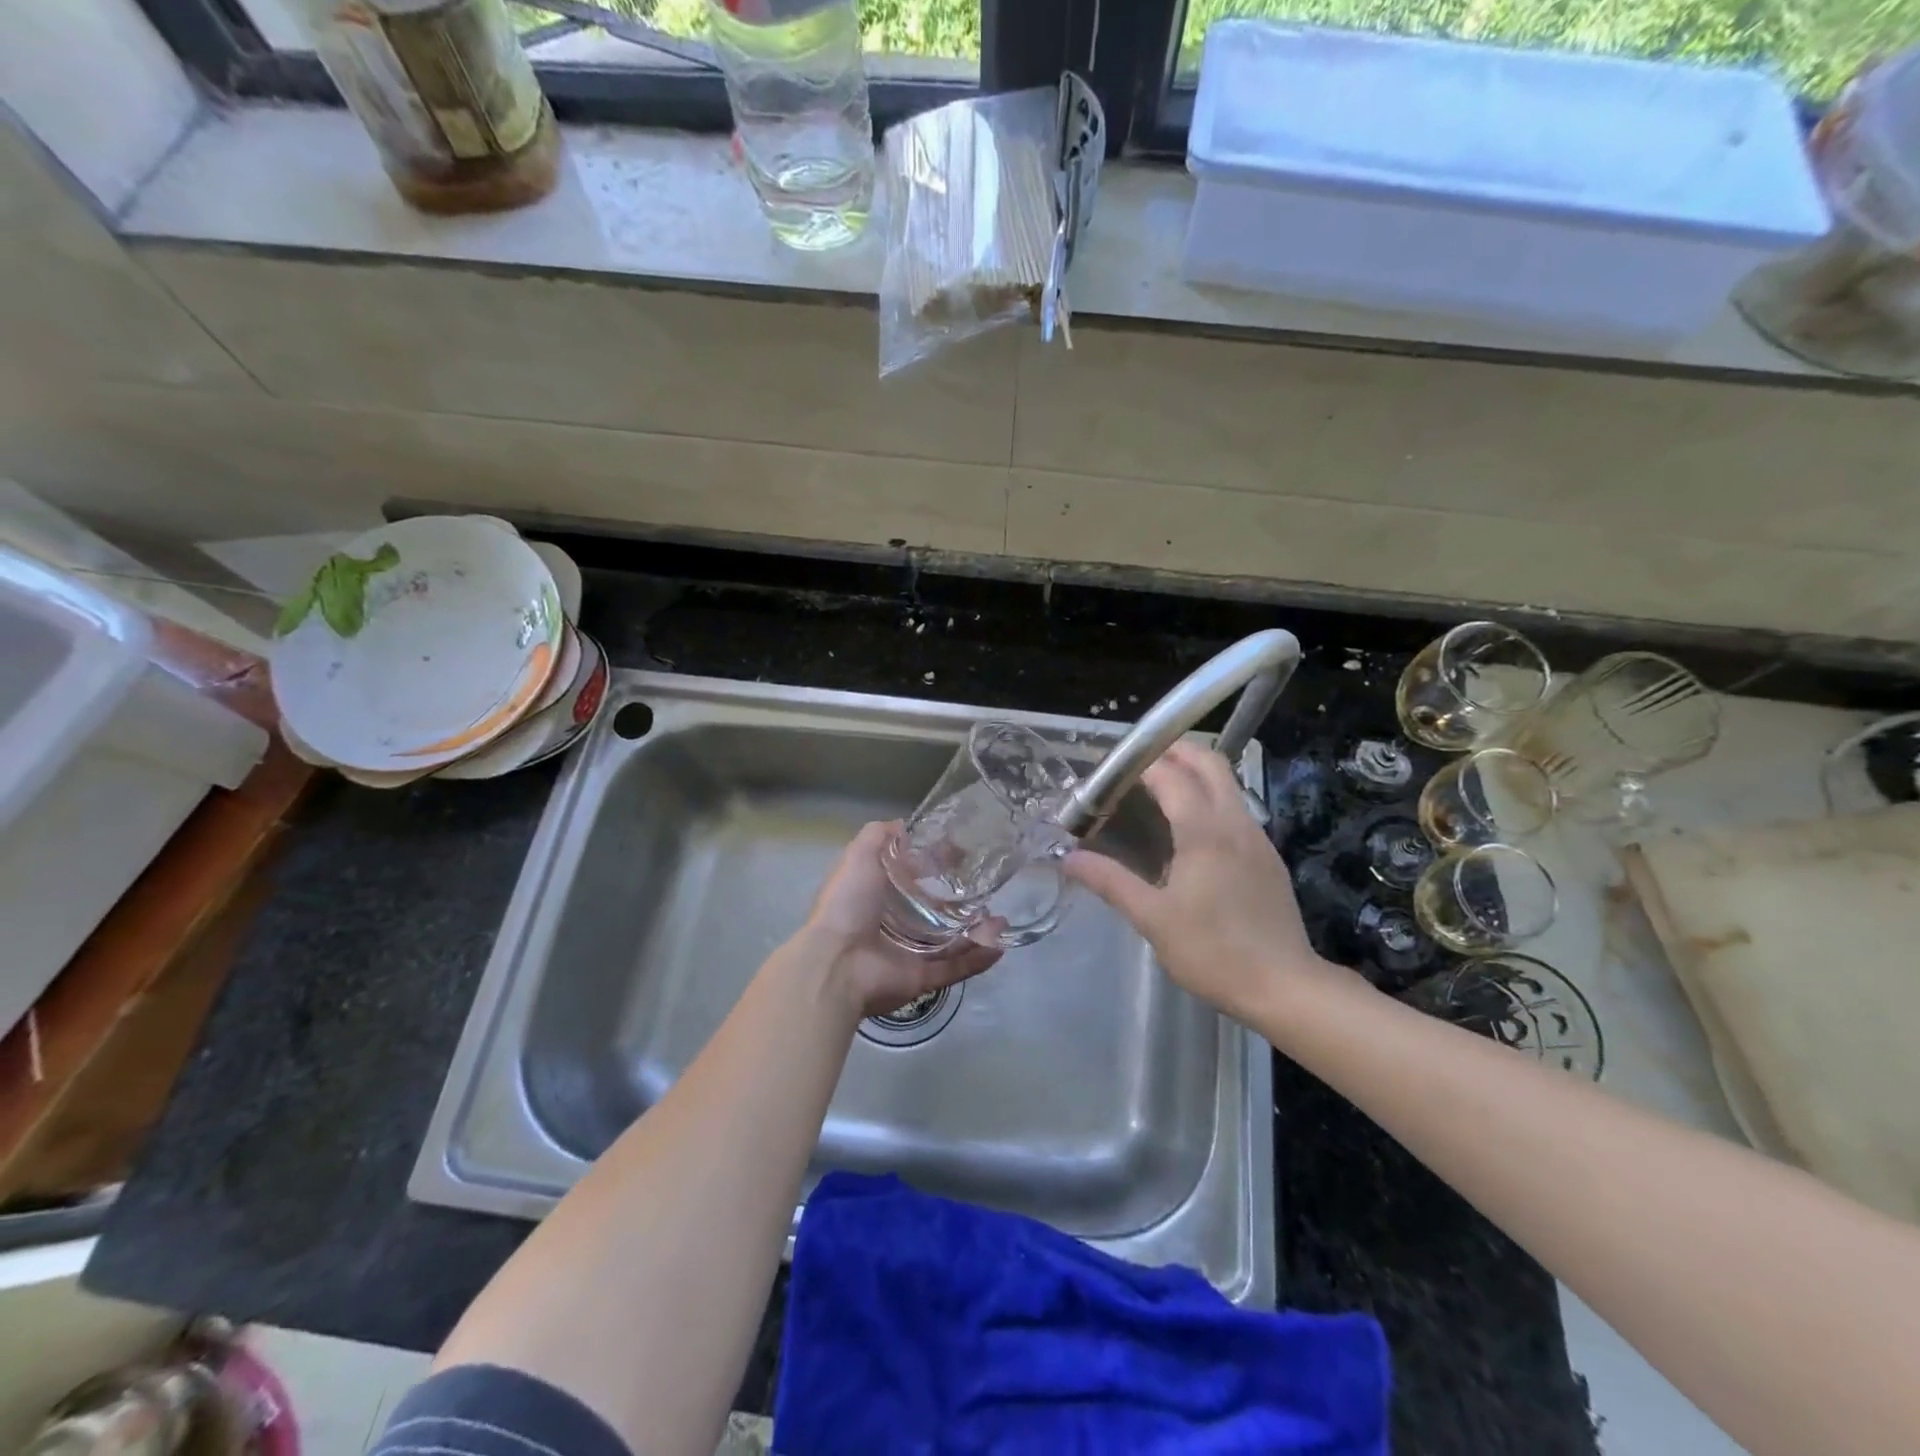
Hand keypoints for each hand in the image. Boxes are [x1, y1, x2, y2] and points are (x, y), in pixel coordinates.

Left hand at [800, 821, 1001, 1021]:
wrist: (837, 964)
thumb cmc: (847, 904)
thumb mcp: (858, 856)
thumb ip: (879, 836)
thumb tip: (903, 825)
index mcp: (875, 897)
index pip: (909, 878)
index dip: (932, 865)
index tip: (960, 854)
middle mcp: (892, 926)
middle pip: (932, 912)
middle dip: (960, 902)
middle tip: (987, 888)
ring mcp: (908, 954)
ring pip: (950, 942)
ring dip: (976, 931)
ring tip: (1001, 919)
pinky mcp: (922, 979)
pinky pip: (955, 968)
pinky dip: (977, 960)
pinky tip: (1000, 946)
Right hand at [1062, 742, 1340, 1024]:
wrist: (1285, 987)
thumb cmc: (1212, 952)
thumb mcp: (1152, 919)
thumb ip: (1110, 881)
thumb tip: (1069, 858)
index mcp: (1204, 832)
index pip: (1171, 775)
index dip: (1141, 764)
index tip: (1112, 769)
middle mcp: (1235, 823)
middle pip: (1210, 762)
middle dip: (1175, 750)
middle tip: (1139, 762)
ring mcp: (1257, 837)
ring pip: (1228, 783)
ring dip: (1195, 772)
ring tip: (1160, 789)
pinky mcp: (1268, 856)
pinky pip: (1237, 808)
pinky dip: (1211, 797)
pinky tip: (1192, 829)